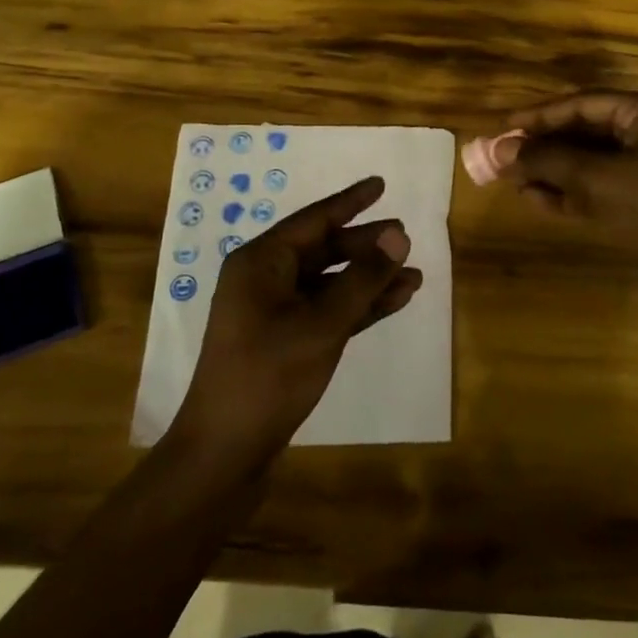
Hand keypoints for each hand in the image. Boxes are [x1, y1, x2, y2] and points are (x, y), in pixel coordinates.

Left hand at [172, 176, 422, 462]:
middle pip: (323, 250)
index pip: (313, 220)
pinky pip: (327, 311)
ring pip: (329, 283)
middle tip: (406, 238)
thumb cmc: (268, 376)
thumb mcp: (321, 324)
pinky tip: (394, 301)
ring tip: (413, 274)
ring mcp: (273, 313)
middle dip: (365, 246)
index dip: (350, 202)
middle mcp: (264, 279)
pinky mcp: (285, 342)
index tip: (380, 184)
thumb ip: (362, 279)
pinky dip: (358, 306)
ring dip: (368, 279)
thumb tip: (398, 236)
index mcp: (260, 262)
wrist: (225, 453)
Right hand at [494, 92, 637, 285]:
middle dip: (544, 146)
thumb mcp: (599, 181)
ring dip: (552, 171)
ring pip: (590, 162)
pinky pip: (599, 188)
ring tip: (513, 181)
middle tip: (503, 157)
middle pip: (586, 132)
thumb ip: (548, 161)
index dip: (541, 114)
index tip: (504, 126)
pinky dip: (569, 193)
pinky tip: (536, 200)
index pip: (586, 103)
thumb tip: (500, 150)